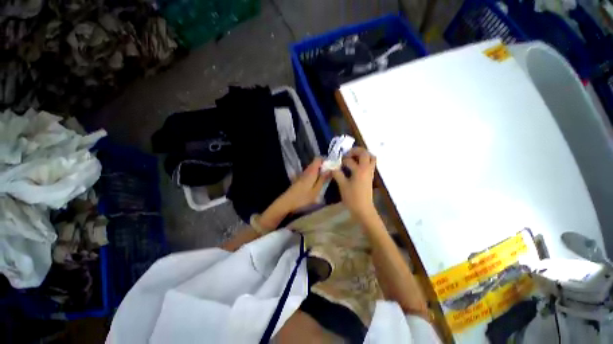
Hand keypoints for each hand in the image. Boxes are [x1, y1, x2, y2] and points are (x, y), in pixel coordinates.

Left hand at [279, 157, 329, 212]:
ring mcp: (302, 175)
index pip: (318, 159)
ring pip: (312, 169)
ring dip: (319, 172)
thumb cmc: (302, 198)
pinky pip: (309, 174)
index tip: (332, 166)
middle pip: (315, 163)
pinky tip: (317, 184)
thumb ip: (323, 179)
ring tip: (326, 179)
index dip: (325, 160)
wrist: (286, 203)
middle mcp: (306, 171)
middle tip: (331, 174)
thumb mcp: (316, 191)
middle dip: (324, 166)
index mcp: (311, 172)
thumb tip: (330, 169)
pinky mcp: (299, 180)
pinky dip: (314, 176)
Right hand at [331, 147, 376, 218]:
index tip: (336, 163)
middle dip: (355, 151)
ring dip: (362, 155)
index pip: (350, 160)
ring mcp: (370, 173)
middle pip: (365, 153)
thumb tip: (332, 168)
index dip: (341, 160)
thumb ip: (337, 174)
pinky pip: (370, 164)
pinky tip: (356, 166)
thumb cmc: (352, 198)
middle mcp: (367, 169)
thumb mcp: (342, 185)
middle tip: (347, 154)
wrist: (363, 209)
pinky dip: (364, 161)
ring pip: (371, 158)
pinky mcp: (370, 177)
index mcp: (360, 170)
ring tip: (353, 158)